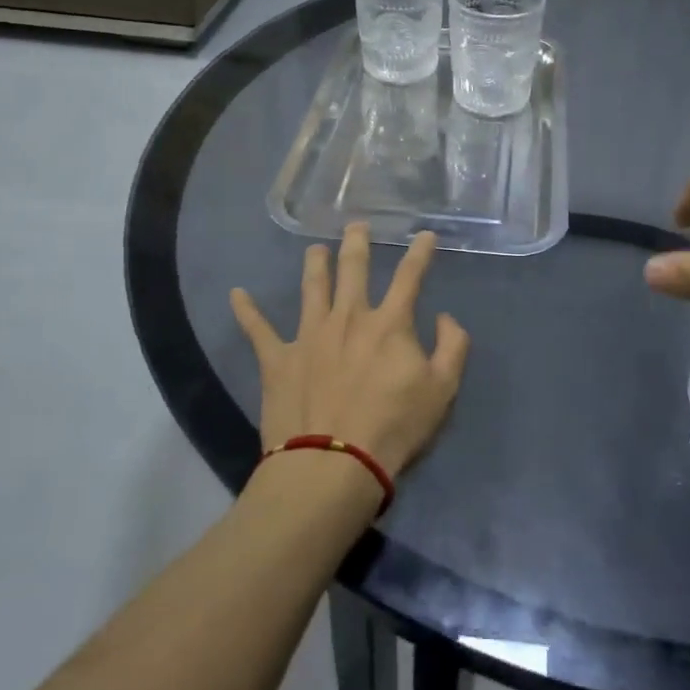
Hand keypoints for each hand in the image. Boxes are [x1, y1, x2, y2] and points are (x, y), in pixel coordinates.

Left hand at [230, 224, 469, 480]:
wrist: (333, 464)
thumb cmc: (394, 427)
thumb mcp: (443, 389)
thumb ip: (452, 347)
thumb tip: (446, 318)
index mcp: (389, 323)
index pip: (410, 277)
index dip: (420, 252)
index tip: (424, 234)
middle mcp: (349, 317)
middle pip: (353, 269)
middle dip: (357, 244)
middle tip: (356, 225)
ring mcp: (309, 335)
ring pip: (311, 288)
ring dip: (314, 264)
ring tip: (314, 248)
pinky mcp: (278, 360)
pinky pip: (258, 330)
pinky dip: (246, 311)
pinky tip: (236, 294)